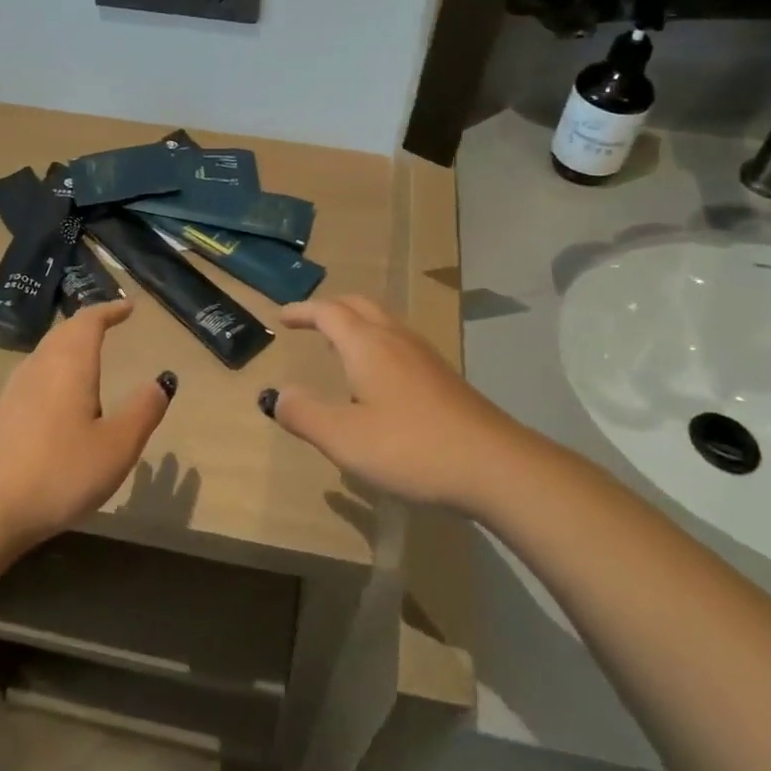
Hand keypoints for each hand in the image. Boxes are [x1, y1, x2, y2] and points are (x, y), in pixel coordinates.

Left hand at [0, 299, 173, 550]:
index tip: (128, 306)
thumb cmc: (59, 472)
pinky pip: (36, 374)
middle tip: (110, 321)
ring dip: (69, 344)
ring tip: (89, 352)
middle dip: (89, 323)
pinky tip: (60, 394)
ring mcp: (15, 390)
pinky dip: (56, 368)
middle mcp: (39, 366)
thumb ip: (143, 410)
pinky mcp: (2, 415)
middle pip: (64, 331)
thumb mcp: (116, 446)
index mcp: (69, 364)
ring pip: (47, 352)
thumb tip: (162, 380)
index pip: (89, 321)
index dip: (110, 310)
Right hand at [263, 295, 522, 512]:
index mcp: (367, 344)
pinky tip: (378, 377)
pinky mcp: (443, 376)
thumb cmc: (410, 447)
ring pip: (383, 321)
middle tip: (308, 322)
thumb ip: (305, 414)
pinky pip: (400, 342)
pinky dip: (377, 343)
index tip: (282, 317)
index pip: (328, 312)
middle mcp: (396, 339)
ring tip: (339, 345)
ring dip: (355, 324)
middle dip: (330, 308)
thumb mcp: (344, 438)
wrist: (493, 464)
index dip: (303, 311)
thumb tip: (277, 395)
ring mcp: (424, 355)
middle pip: (359, 305)